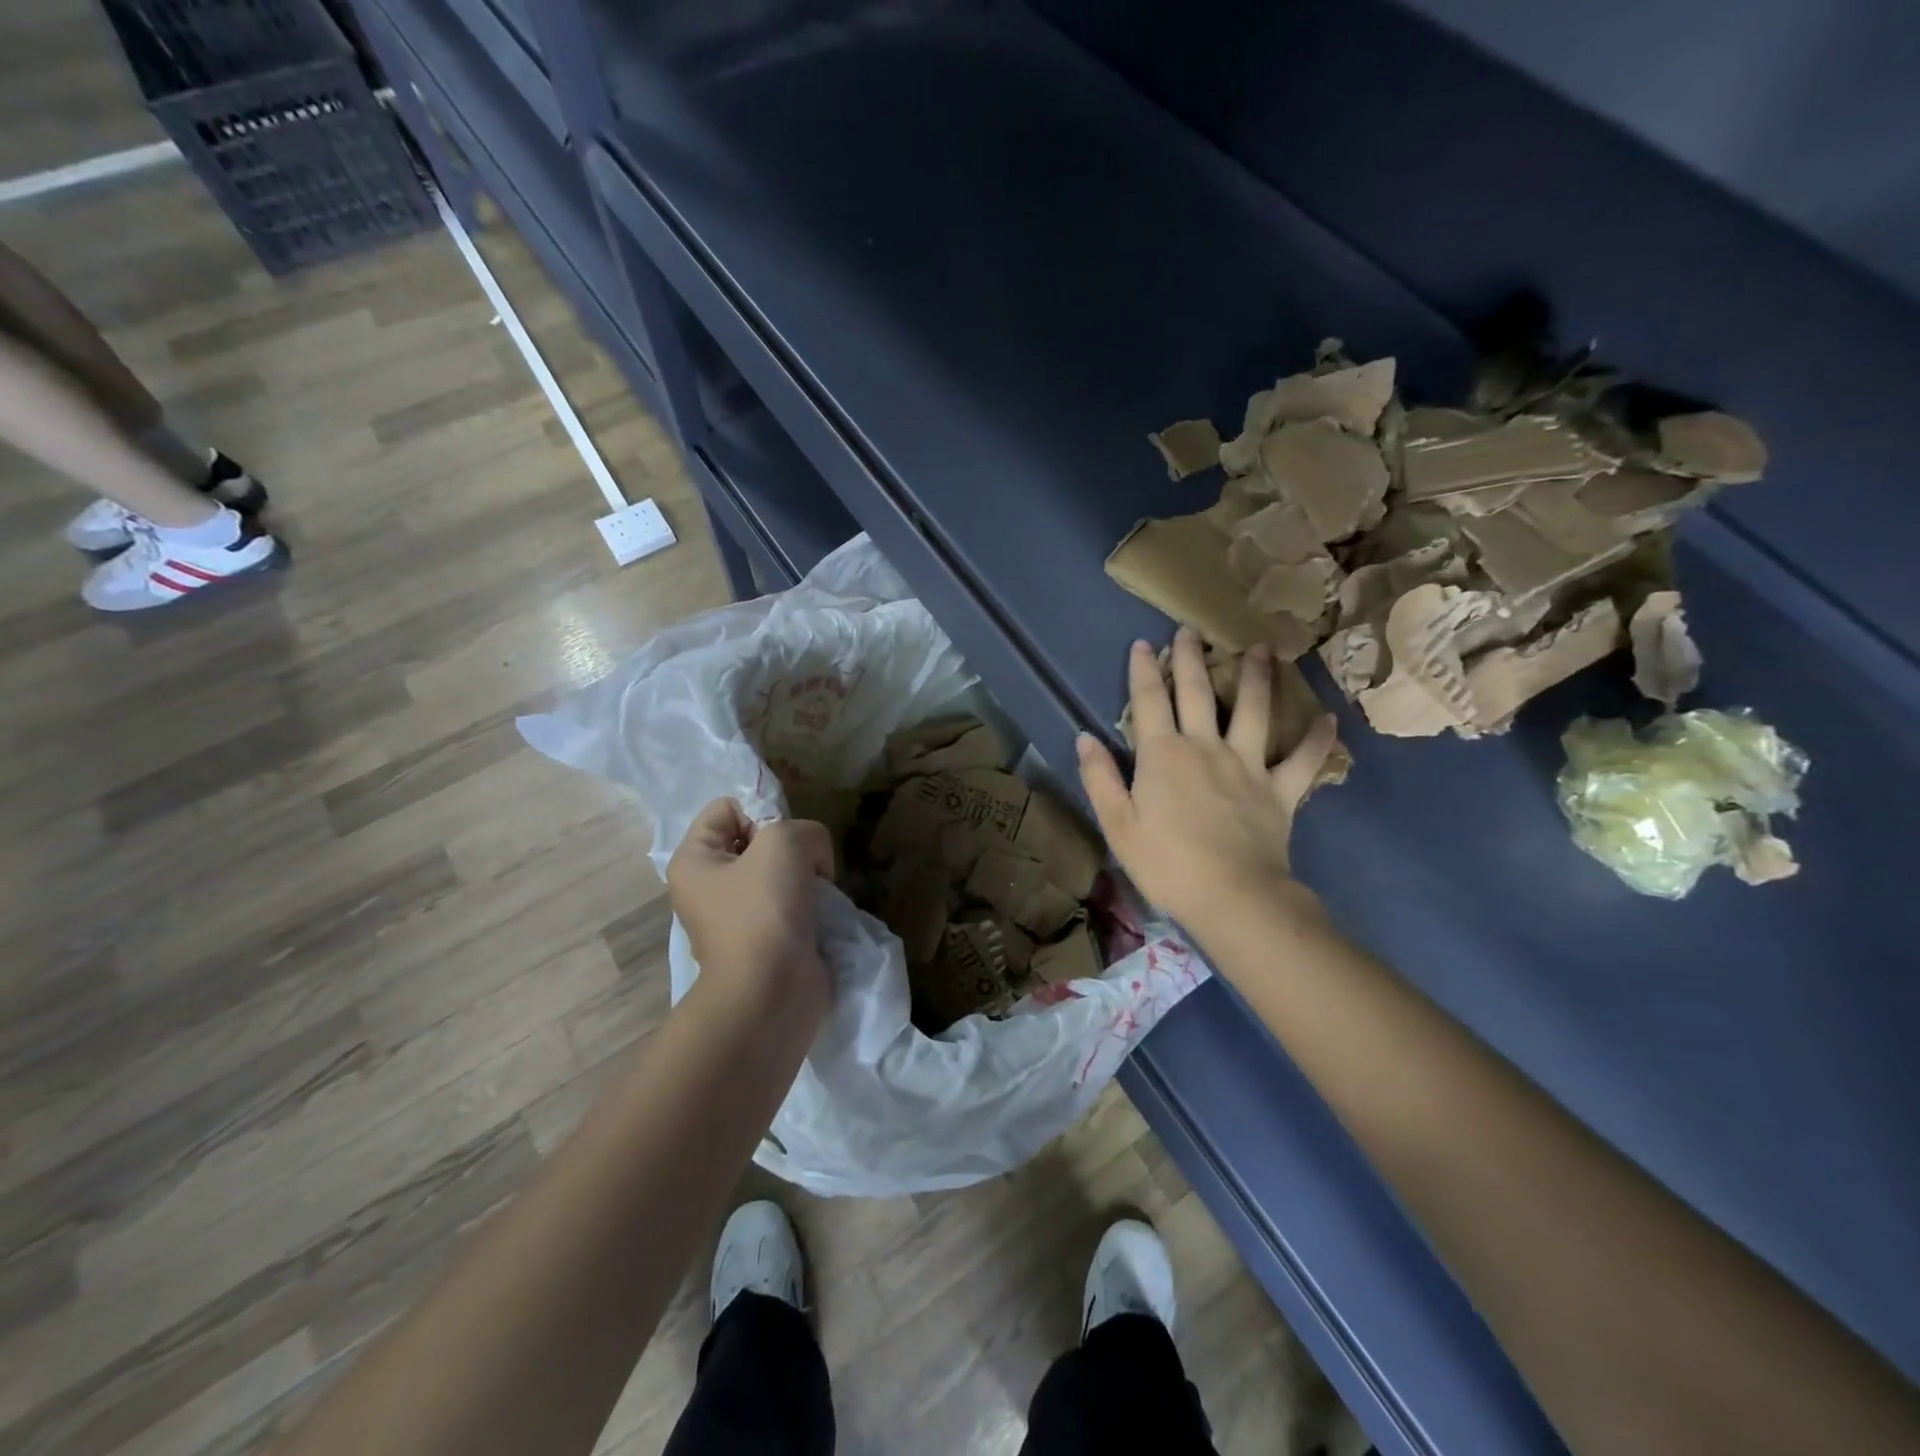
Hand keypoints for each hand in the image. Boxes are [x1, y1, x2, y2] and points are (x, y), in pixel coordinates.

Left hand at [667, 799, 835, 1010]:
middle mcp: (709, 886)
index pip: (727, 807)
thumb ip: (805, 829)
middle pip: (757, 839)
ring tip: (817, 893)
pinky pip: (791, 903)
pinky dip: (810, 904)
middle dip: (791, 847)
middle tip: (805, 868)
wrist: (771, 994)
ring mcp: (737, 916)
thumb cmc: (764, 911)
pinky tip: (820, 914)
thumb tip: (814, 859)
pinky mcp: (765, 939)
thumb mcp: (786, 842)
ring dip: (806, 876)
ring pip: (780, 872)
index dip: (761, 813)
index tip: (783, 841)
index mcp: (694, 860)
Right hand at [1077, 628, 1336, 928]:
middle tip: (1191, 631)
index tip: (1144, 644)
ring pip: (1253, 710)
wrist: (1231, 895)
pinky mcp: (1280, 789)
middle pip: (1197, 693)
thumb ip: (1101, 778)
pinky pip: (1302, 760)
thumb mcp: (1118, 825)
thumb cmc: (1166, 863)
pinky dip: (1316, 740)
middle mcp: (1205, 747)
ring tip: (1263, 648)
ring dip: (1257, 677)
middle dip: (1191, 659)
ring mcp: (1247, 765)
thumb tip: (1085, 737)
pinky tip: (1330, 719)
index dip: (1144, 671)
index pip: (1149, 702)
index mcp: (1163, 755)